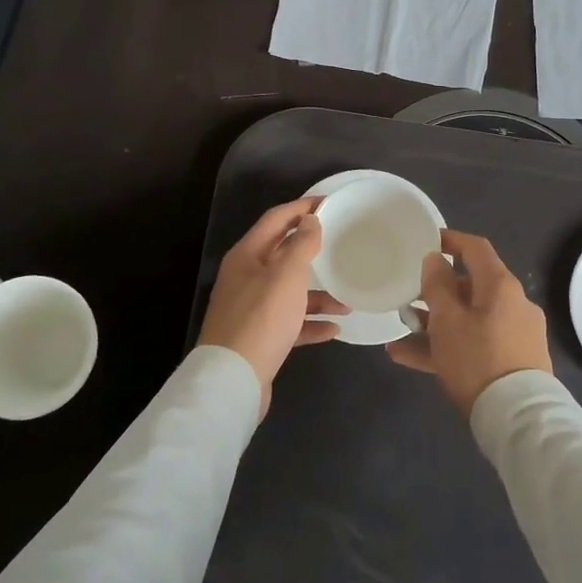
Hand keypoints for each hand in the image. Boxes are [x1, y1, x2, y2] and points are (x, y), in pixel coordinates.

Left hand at [198, 198, 347, 414]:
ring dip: (318, 295)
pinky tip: (334, 329)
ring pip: (289, 292)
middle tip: (341, 244)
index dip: (301, 208)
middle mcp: (245, 278)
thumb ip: (301, 245)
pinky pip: (290, 323)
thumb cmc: (262, 319)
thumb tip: (310, 220)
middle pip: (282, 255)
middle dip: (312, 251)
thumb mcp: (286, 276)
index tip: (329, 203)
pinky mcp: (259, 337)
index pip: (275, 220)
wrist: (233, 380)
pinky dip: (310, 323)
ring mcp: (251, 309)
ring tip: (348, 300)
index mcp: (246, 256)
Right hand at [387, 229, 552, 415]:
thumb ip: (437, 285)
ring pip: (467, 319)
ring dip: (434, 323)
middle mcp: (512, 304)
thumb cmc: (477, 358)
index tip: (425, 241)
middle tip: (407, 296)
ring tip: (401, 332)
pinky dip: (445, 347)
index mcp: (500, 286)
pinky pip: (473, 344)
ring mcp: (513, 335)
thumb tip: (435, 259)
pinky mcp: (511, 362)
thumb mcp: (447, 319)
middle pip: (469, 287)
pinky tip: (407, 357)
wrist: (518, 419)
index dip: (450, 240)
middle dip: (435, 292)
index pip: (476, 249)